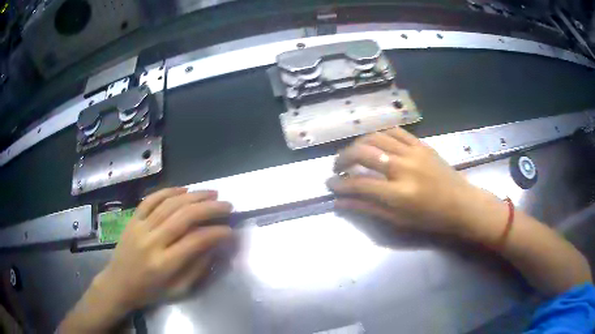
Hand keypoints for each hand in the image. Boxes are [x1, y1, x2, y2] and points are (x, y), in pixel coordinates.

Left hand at [93, 188, 232, 312]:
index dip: (217, 233)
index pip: (196, 241)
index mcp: (164, 264)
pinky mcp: (132, 219)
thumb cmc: (149, 292)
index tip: (231, 231)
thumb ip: (197, 268)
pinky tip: (184, 189)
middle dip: (210, 209)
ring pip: (169, 204)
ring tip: (212, 193)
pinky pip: (151, 200)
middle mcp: (152, 242)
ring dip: (194, 196)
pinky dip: (168, 191)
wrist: (118, 284)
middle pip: (184, 217)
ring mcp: (140, 227)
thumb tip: (214, 246)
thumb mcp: (177, 290)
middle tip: (227, 205)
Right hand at [327, 128, 498, 238]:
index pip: (359, 183)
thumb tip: (340, 202)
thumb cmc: (431, 220)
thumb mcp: (398, 221)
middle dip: (343, 158)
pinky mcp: (421, 145)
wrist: (462, 205)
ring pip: (376, 137)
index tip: (330, 184)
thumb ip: (368, 209)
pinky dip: (379, 134)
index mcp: (399, 194)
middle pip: (364, 153)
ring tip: (352, 154)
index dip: (340, 184)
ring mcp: (414, 152)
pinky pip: (395, 131)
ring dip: (358, 144)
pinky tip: (373, 142)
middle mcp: (404, 168)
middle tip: (336, 167)